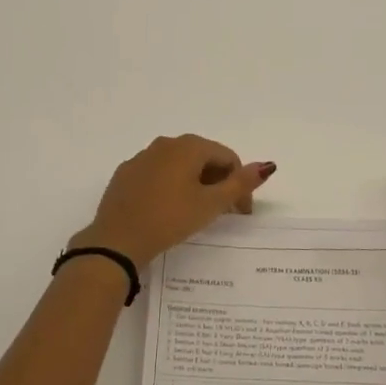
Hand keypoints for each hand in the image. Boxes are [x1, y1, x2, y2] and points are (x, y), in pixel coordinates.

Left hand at [75, 135, 274, 268]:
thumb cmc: (170, 219)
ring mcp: (142, 157)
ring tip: (196, 213)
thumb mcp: (210, 204)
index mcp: (188, 146)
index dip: (240, 185)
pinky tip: (168, 210)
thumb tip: (267, 165)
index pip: (227, 158)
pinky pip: (157, 174)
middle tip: (222, 214)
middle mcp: (165, 144)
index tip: (241, 213)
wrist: (117, 241)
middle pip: (203, 158)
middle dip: (218, 182)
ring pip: (178, 166)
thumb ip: (240, 184)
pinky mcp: (126, 174)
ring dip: (194, 184)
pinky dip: (170, 187)